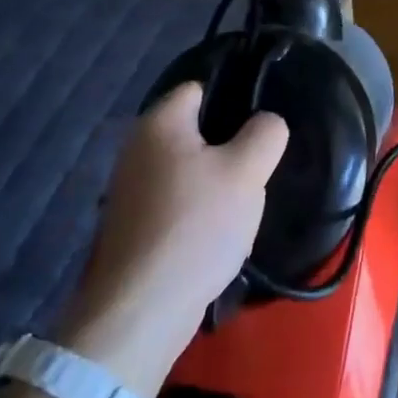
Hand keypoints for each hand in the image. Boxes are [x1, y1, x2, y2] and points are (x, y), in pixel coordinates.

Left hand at [56, 83, 287, 394]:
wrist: (140, 312)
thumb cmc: (195, 226)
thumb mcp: (247, 171)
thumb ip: (266, 133)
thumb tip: (266, 123)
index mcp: (159, 122)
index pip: (201, 86)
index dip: (235, 98)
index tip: (262, 124)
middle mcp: (137, 147)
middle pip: (197, 131)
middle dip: (230, 147)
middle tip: (258, 169)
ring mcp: (130, 190)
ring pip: (190, 170)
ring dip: (216, 184)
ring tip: (242, 207)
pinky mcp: (133, 227)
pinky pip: (176, 203)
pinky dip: (198, 213)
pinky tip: (218, 237)